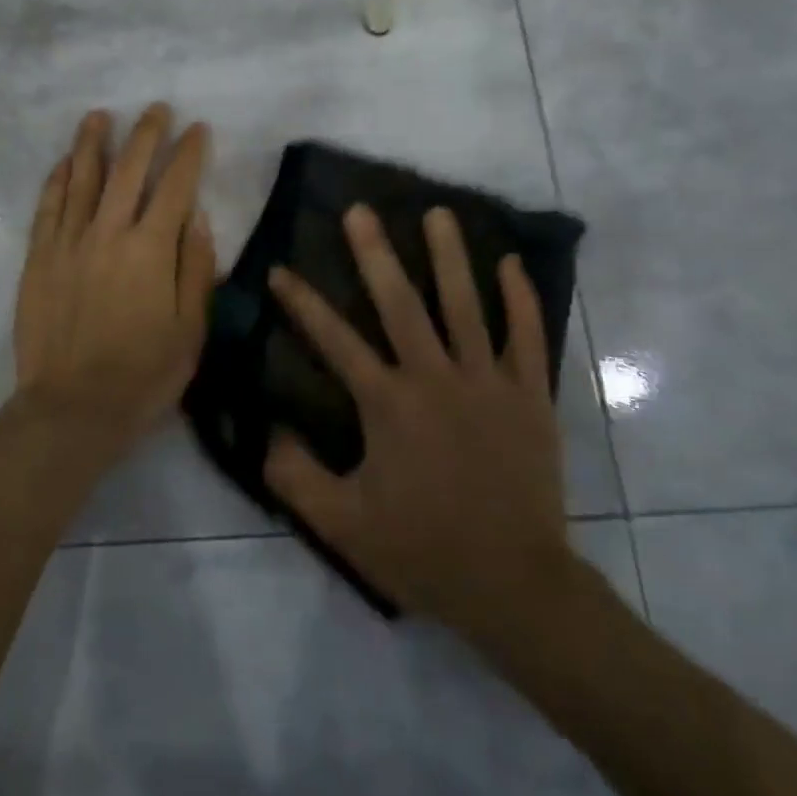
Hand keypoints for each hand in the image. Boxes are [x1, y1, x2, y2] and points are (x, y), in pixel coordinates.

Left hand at [10, 105, 215, 471]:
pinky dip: (56, 180)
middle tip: (156, 109)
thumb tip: (196, 216)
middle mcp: (107, 233)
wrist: (73, 408)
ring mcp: (67, 243)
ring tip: (101, 115)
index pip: (175, 186)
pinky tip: (63, 162)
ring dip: (93, 143)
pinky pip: (47, 207)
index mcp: (151, 250)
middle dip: (146, 134)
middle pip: (128, 170)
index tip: (198, 129)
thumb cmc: (144, 375)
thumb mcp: (191, 329)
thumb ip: (195, 268)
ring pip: (81, 178)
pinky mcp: (38, 259)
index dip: (189, 153)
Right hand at [263, 204, 570, 637]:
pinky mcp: (530, 397)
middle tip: (360, 210)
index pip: (335, 340)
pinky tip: (511, 263)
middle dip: (375, 254)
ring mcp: (489, 383)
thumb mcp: (342, 525)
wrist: (514, 585)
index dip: (302, 303)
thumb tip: (266, 429)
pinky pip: (527, 338)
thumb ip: (296, 475)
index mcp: (389, 404)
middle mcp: (436, 378)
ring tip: (437, 212)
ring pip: (466, 306)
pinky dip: (521, 299)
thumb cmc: (423, 551)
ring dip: (449, 257)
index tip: (280, 269)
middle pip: (401, 304)